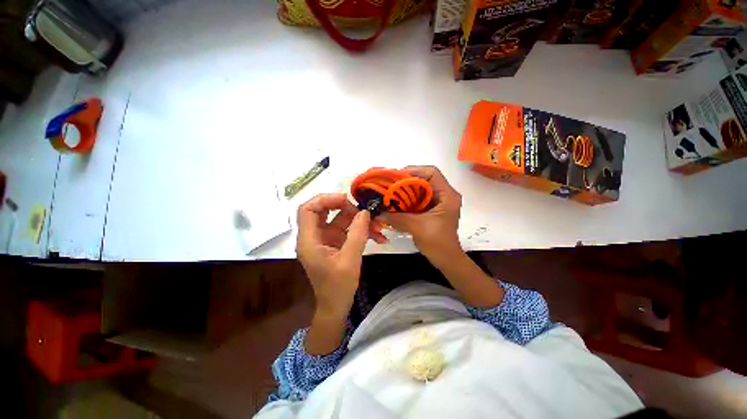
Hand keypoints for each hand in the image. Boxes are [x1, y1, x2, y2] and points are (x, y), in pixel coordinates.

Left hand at [296, 194, 384, 319]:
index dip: (325, 199)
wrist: (336, 306)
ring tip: (378, 226)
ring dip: (359, 220)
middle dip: (346, 208)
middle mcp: (315, 236)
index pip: (307, 209)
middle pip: (324, 210)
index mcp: (309, 240)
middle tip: (364, 211)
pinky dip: (361, 230)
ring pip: (340, 218)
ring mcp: (326, 238)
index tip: (346, 199)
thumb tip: (364, 212)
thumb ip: (358, 234)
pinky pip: (348, 229)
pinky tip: (378, 236)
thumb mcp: (350, 260)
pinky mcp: (336, 242)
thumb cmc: (338, 287)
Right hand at [379, 166, 461, 263]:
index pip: (431, 173)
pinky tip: (395, 202)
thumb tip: (377, 212)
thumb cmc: (438, 243)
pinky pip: (416, 198)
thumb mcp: (417, 228)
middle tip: (389, 184)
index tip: (396, 177)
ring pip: (419, 188)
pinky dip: (405, 199)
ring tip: (389, 192)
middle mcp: (443, 194)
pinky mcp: (430, 209)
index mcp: (447, 195)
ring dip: (404, 190)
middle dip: (405, 180)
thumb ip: (397, 218)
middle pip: (423, 179)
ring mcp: (437, 201)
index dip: (414, 171)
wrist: (446, 259)